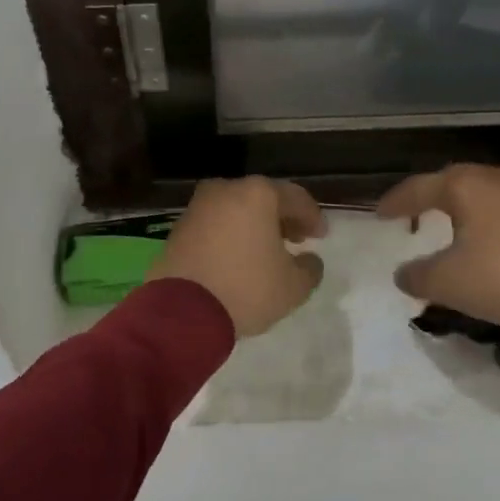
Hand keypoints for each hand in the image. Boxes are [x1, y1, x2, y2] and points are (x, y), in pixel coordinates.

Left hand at [149, 177, 327, 336]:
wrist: (182, 310)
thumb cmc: (246, 289)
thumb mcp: (293, 286)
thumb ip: (310, 268)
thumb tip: (309, 260)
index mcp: (257, 194)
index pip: (295, 198)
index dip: (312, 217)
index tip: (320, 236)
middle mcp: (225, 190)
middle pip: (262, 198)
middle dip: (282, 218)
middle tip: (296, 239)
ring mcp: (198, 207)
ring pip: (236, 209)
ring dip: (254, 225)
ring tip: (267, 251)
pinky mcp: (178, 227)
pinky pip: (215, 224)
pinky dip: (230, 234)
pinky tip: (238, 257)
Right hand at [376, 165, 499, 379]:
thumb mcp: (447, 283)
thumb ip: (417, 276)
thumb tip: (403, 274)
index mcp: (467, 186)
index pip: (420, 187)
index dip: (396, 201)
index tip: (379, 214)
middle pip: (455, 182)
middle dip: (431, 198)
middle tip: (414, 217)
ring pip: (487, 193)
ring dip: (465, 209)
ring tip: (452, 229)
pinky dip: (493, 221)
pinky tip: (493, 244)